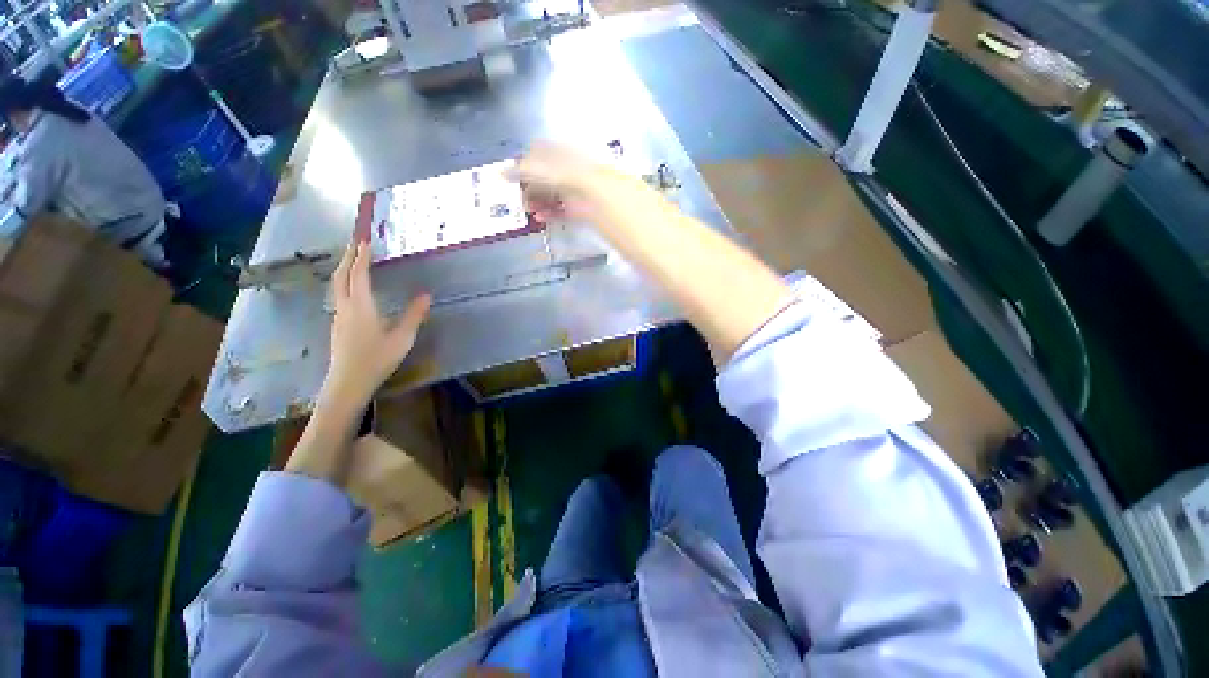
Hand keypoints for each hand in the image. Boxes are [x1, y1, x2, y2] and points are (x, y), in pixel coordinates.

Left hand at [322, 241, 431, 407]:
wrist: (348, 382)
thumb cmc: (377, 359)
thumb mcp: (402, 338)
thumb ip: (413, 315)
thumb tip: (426, 295)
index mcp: (361, 306)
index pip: (359, 275)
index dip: (362, 256)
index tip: (365, 240)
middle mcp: (346, 306)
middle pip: (342, 275)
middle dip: (348, 257)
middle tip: (356, 242)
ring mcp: (339, 316)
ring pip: (337, 285)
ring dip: (344, 268)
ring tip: (353, 259)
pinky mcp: (338, 324)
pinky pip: (339, 295)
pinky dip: (345, 282)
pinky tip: (353, 288)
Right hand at [505, 142, 624, 222]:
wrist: (602, 198)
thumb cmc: (570, 177)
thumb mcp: (542, 169)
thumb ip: (522, 170)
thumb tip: (502, 173)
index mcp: (561, 152)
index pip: (538, 154)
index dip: (524, 164)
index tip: (511, 177)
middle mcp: (570, 169)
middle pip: (545, 177)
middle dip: (530, 187)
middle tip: (517, 198)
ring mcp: (577, 190)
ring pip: (553, 195)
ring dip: (538, 201)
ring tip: (527, 210)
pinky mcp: (582, 209)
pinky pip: (563, 210)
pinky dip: (551, 214)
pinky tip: (540, 218)